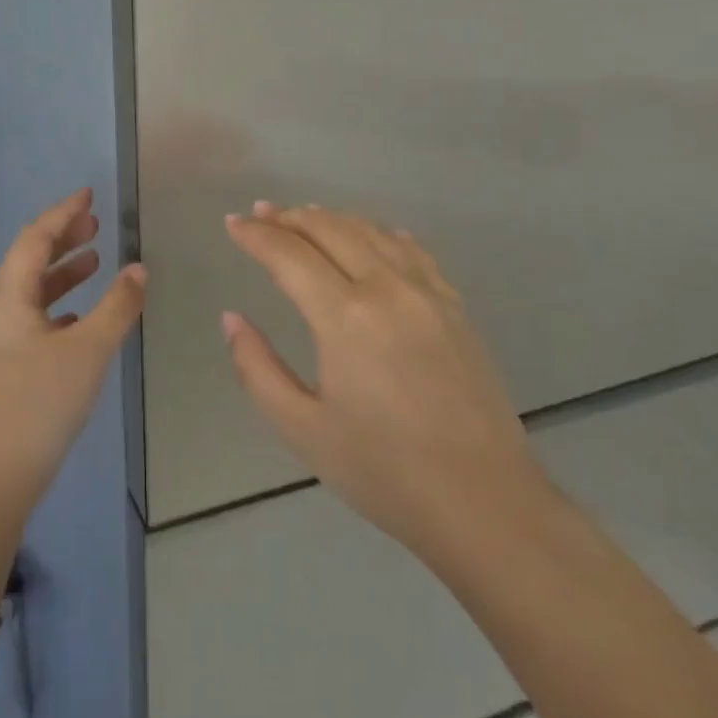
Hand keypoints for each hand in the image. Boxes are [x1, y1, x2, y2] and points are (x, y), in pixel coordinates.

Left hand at [0, 189, 146, 508]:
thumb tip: (138, 268)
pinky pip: (35, 318)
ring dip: (63, 272)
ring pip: (33, 290)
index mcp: (9, 295)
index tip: (89, 195)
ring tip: (95, 261)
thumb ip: (117, 306)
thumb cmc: (40, 401)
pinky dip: (60, 305)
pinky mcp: (6, 364)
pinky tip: (80, 316)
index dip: (63, 212)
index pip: (36, 237)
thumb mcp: (88, 349)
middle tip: (96, 224)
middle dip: (63, 238)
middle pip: (30, 259)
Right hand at [222, 202, 546, 555]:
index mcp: (345, 317)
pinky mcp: (456, 308)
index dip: (256, 236)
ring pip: (372, 232)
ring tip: (304, 217)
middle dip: (289, 217)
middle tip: (261, 214)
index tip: (232, 224)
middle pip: (331, 229)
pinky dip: (380, 233)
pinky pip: (412, 250)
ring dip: (332, 218)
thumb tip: (231, 318)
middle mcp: (388, 289)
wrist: (486, 503)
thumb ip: (256, 367)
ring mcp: (429, 294)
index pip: (289, 255)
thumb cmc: (384, 471)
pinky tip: (372, 236)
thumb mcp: (302, 429)